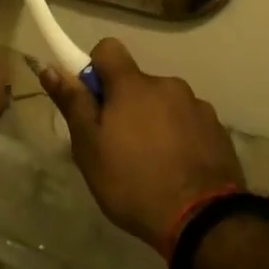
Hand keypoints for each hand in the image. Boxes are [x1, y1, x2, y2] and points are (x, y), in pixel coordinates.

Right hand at [39, 39, 243, 250]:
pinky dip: (179, 136)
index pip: (108, 49)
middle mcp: (167, 84)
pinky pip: (188, 122)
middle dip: (125, 104)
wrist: (202, 219)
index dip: (95, 69)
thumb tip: (51, 68)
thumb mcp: (90, 148)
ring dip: (154, 120)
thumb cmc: (133, 182)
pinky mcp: (217, 129)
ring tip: (150, 164)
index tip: (92, 101)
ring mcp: (197, 106)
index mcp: (133, 85)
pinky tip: (177, 168)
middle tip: (117, 145)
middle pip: (137, 82)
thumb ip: (73, 104)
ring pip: (164, 103)